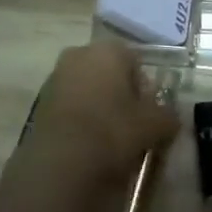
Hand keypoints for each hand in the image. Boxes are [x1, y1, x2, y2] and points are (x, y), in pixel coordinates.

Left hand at [24, 42, 178, 188]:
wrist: (61, 162)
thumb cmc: (113, 130)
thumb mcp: (154, 125)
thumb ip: (168, 116)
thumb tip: (171, 117)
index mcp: (109, 49)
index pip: (135, 61)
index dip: (144, 88)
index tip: (148, 113)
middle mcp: (80, 54)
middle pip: (109, 73)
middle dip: (120, 95)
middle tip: (131, 125)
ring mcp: (56, 77)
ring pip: (88, 89)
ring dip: (99, 107)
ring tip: (109, 140)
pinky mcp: (40, 102)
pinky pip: (70, 107)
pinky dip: (80, 120)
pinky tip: (87, 145)